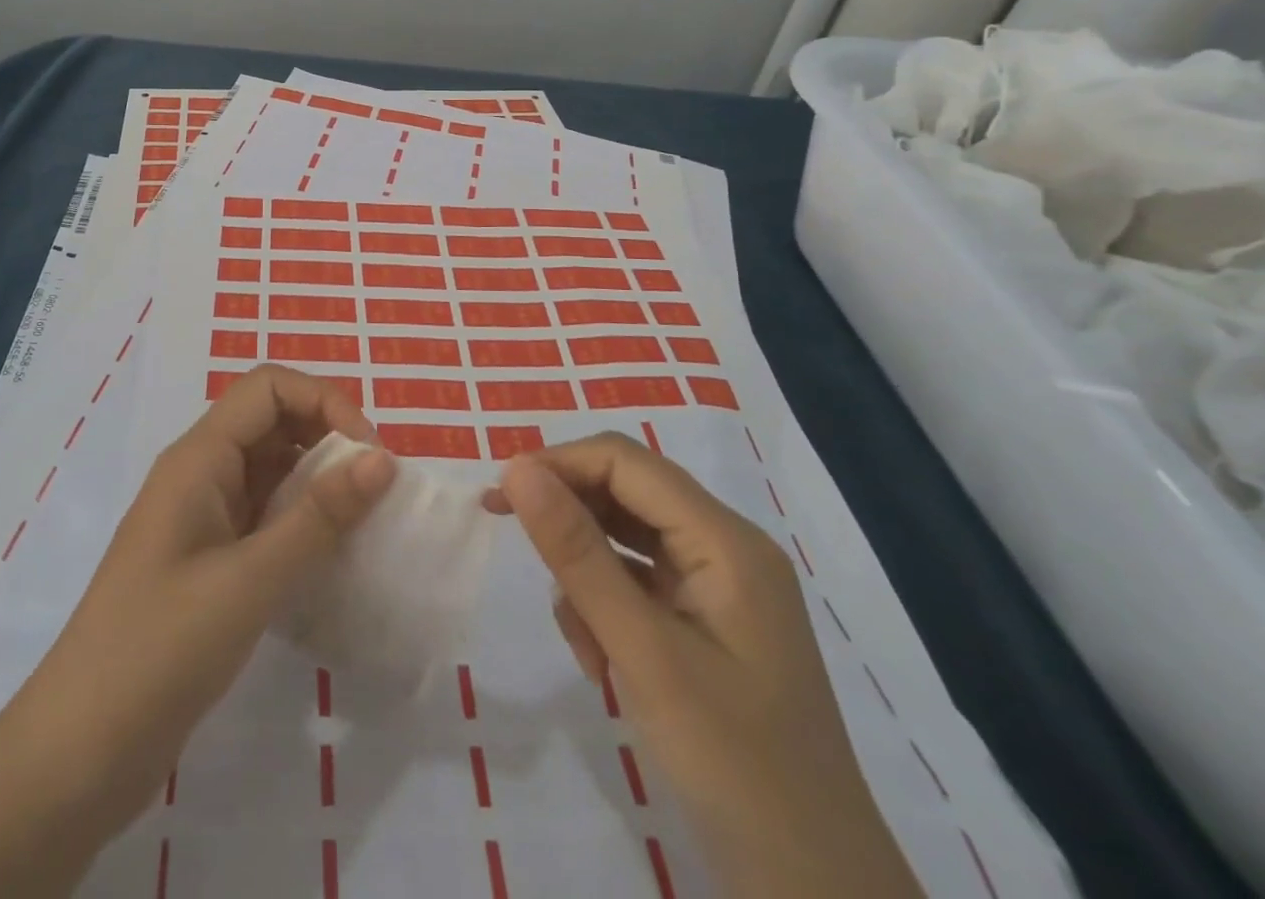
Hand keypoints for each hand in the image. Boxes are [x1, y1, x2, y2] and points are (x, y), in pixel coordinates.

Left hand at [0, 365, 395, 898]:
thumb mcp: (249, 581)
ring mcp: (201, 518)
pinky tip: (332, 557)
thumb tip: (383, 459)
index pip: (269, 388)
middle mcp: (200, 473)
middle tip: (375, 489)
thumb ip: (318, 517)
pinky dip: (301, 522)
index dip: (324, 402)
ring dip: (318, 482)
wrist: (79, 751)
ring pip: (271, 470)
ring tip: (364, 522)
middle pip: (271, 422)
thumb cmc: (160, 649)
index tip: (370, 455)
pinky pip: (264, 516)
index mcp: (198, 457)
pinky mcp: (207, 560)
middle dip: (327, 438)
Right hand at [488, 433, 921, 898]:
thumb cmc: (734, 766)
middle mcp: (725, 548)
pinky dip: (606, 608)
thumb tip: (517, 468)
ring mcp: (718, 588)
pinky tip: (603, 664)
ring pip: (625, 540)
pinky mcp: (706, 624)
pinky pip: (637, 584)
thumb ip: (578, 554)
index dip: (558, 464)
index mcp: (725, 540)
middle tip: (510, 538)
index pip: (625, 462)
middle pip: (625, 494)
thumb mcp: (643, 652)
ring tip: (584, 645)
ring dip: (586, 576)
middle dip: (568, 517)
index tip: (500, 498)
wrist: (817, 891)